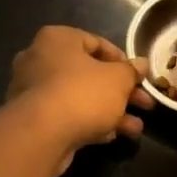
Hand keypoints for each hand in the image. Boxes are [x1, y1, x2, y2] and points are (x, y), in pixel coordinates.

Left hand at [7, 27, 152, 174]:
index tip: (140, 76)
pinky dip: (89, 122)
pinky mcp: (32, 119)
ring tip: (136, 128)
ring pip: (80, 97)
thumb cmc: (82, 93)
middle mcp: (40, 60)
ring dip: (110, 111)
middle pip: (89, 73)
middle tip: (144, 103)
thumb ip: (131, 71)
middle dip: (120, 91)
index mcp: (57, 39)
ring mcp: (33, 91)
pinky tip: (111, 136)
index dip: (123, 60)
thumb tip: (142, 64)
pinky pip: (67, 115)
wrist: (41, 135)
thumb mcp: (118, 79)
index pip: (96, 43)